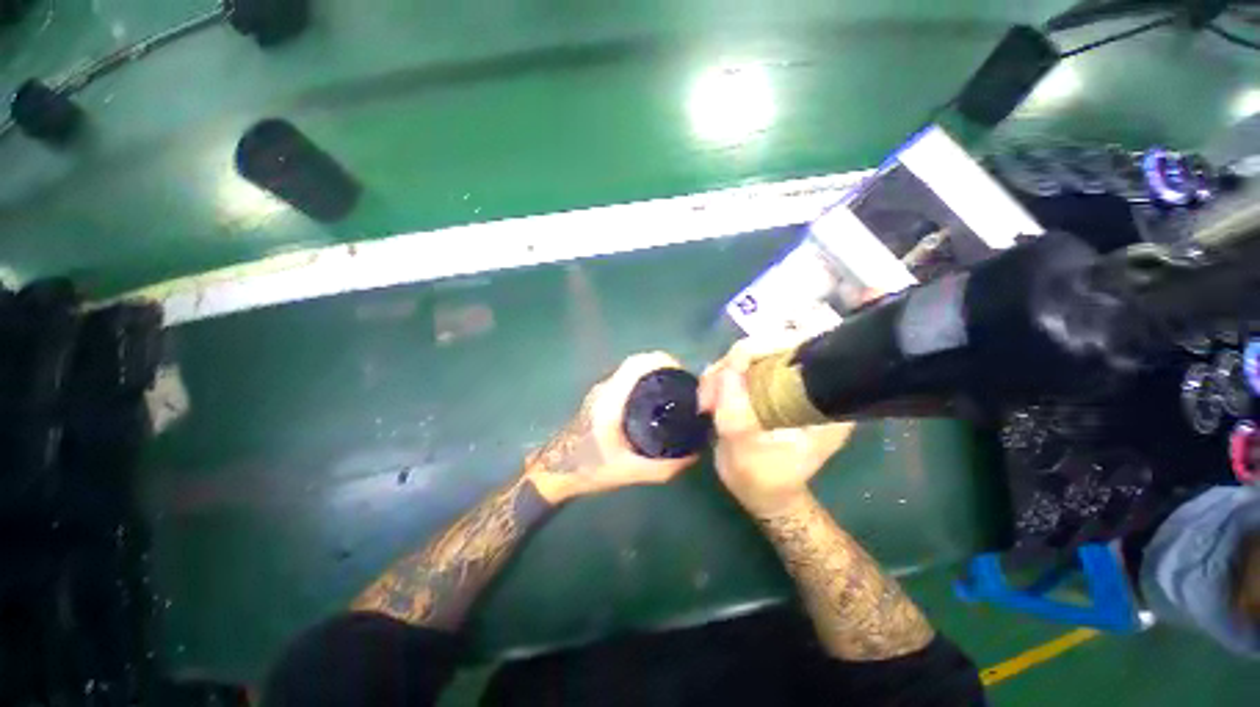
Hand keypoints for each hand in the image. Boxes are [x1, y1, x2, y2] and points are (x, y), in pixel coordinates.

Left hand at [524, 351, 699, 503]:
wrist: (556, 470)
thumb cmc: (590, 468)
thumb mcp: (631, 472)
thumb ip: (664, 467)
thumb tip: (694, 454)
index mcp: (611, 401)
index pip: (636, 365)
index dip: (660, 360)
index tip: (682, 370)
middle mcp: (605, 389)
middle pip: (635, 364)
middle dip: (662, 366)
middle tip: (683, 383)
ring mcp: (600, 391)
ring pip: (629, 371)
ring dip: (651, 372)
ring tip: (673, 390)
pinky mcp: (600, 397)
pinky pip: (625, 379)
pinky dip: (642, 380)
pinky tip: (654, 400)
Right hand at [698, 338, 854, 516]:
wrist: (763, 493)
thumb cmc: (762, 478)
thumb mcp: (745, 448)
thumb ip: (735, 410)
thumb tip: (727, 367)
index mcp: (824, 399)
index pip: (803, 348)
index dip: (765, 347)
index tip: (732, 367)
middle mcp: (810, 383)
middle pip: (771, 346)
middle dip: (734, 364)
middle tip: (709, 392)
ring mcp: (787, 382)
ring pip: (752, 355)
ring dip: (722, 372)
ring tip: (706, 401)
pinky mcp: (768, 385)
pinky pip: (742, 368)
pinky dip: (721, 377)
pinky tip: (710, 398)